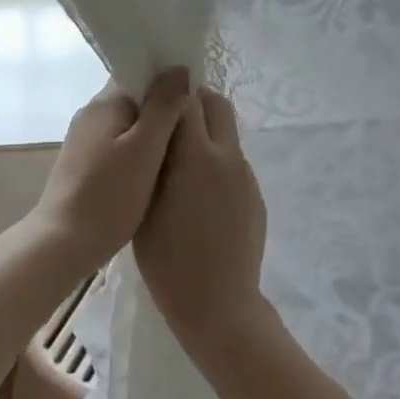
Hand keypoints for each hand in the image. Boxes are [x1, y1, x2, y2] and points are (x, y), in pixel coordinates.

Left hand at [29, 68, 190, 271]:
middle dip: (163, 107)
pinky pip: (119, 145)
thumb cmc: (109, 195)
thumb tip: (180, 68)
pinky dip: (139, 151)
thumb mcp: (145, 149)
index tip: (195, 95)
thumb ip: (164, 106)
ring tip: (182, 149)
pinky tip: (156, 171)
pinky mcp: (84, 163)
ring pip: (128, 124)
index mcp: (106, 102)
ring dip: (153, 132)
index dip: (167, 78)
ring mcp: (85, 139)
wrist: (62, 243)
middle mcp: (92, 113)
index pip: (139, 72)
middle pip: (135, 98)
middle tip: (195, 126)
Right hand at [133, 89, 267, 353]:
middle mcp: (227, 156)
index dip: (169, 91)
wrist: (219, 306)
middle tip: (167, 121)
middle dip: (193, 101)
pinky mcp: (254, 195)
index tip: (152, 95)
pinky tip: (198, 195)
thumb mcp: (145, 204)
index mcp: (197, 155)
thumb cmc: (168, 259)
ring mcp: (245, 176)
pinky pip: (233, 162)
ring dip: (205, 132)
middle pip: (216, 103)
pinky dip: (215, 161)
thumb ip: (152, 158)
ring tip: (179, 162)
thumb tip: (155, 126)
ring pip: (226, 132)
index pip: (188, 98)